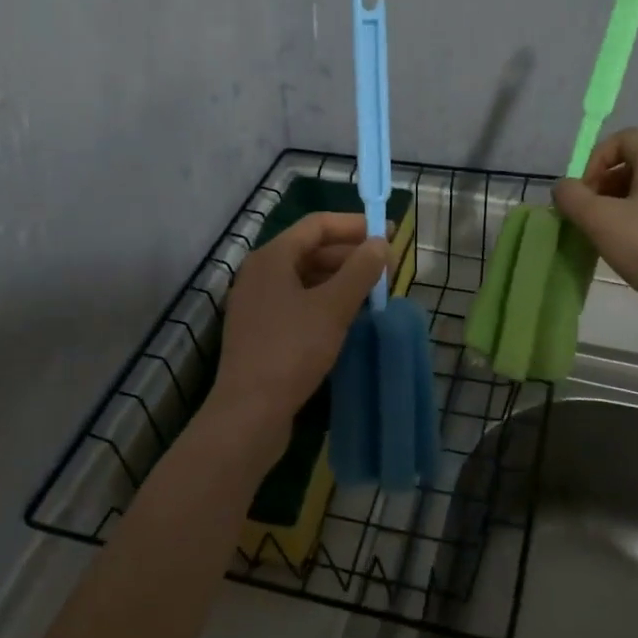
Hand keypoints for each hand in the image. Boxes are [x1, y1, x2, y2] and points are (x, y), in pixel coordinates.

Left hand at [211, 212, 391, 446]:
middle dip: (351, 255)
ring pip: (306, 279)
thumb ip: (360, 271)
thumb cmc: (291, 351)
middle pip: (311, 250)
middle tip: (387, 269)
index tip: (389, 233)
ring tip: (374, 293)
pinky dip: (326, 302)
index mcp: (271, 258)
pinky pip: (298, 303)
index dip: (354, 225)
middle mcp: (260, 274)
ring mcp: (258, 304)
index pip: (317, 225)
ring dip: (341, 280)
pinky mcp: (261, 332)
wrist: (249, 412)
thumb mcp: (333, 308)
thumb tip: (380, 244)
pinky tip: (349, 318)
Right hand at [551, 128, 637, 323]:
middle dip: (604, 186)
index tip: (584, 192)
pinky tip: (632, 252)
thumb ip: (572, 198)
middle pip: (634, 165)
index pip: (623, 139)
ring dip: (620, 207)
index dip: (596, 160)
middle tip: (589, 217)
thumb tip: (564, 188)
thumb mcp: (599, 220)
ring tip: (606, 237)